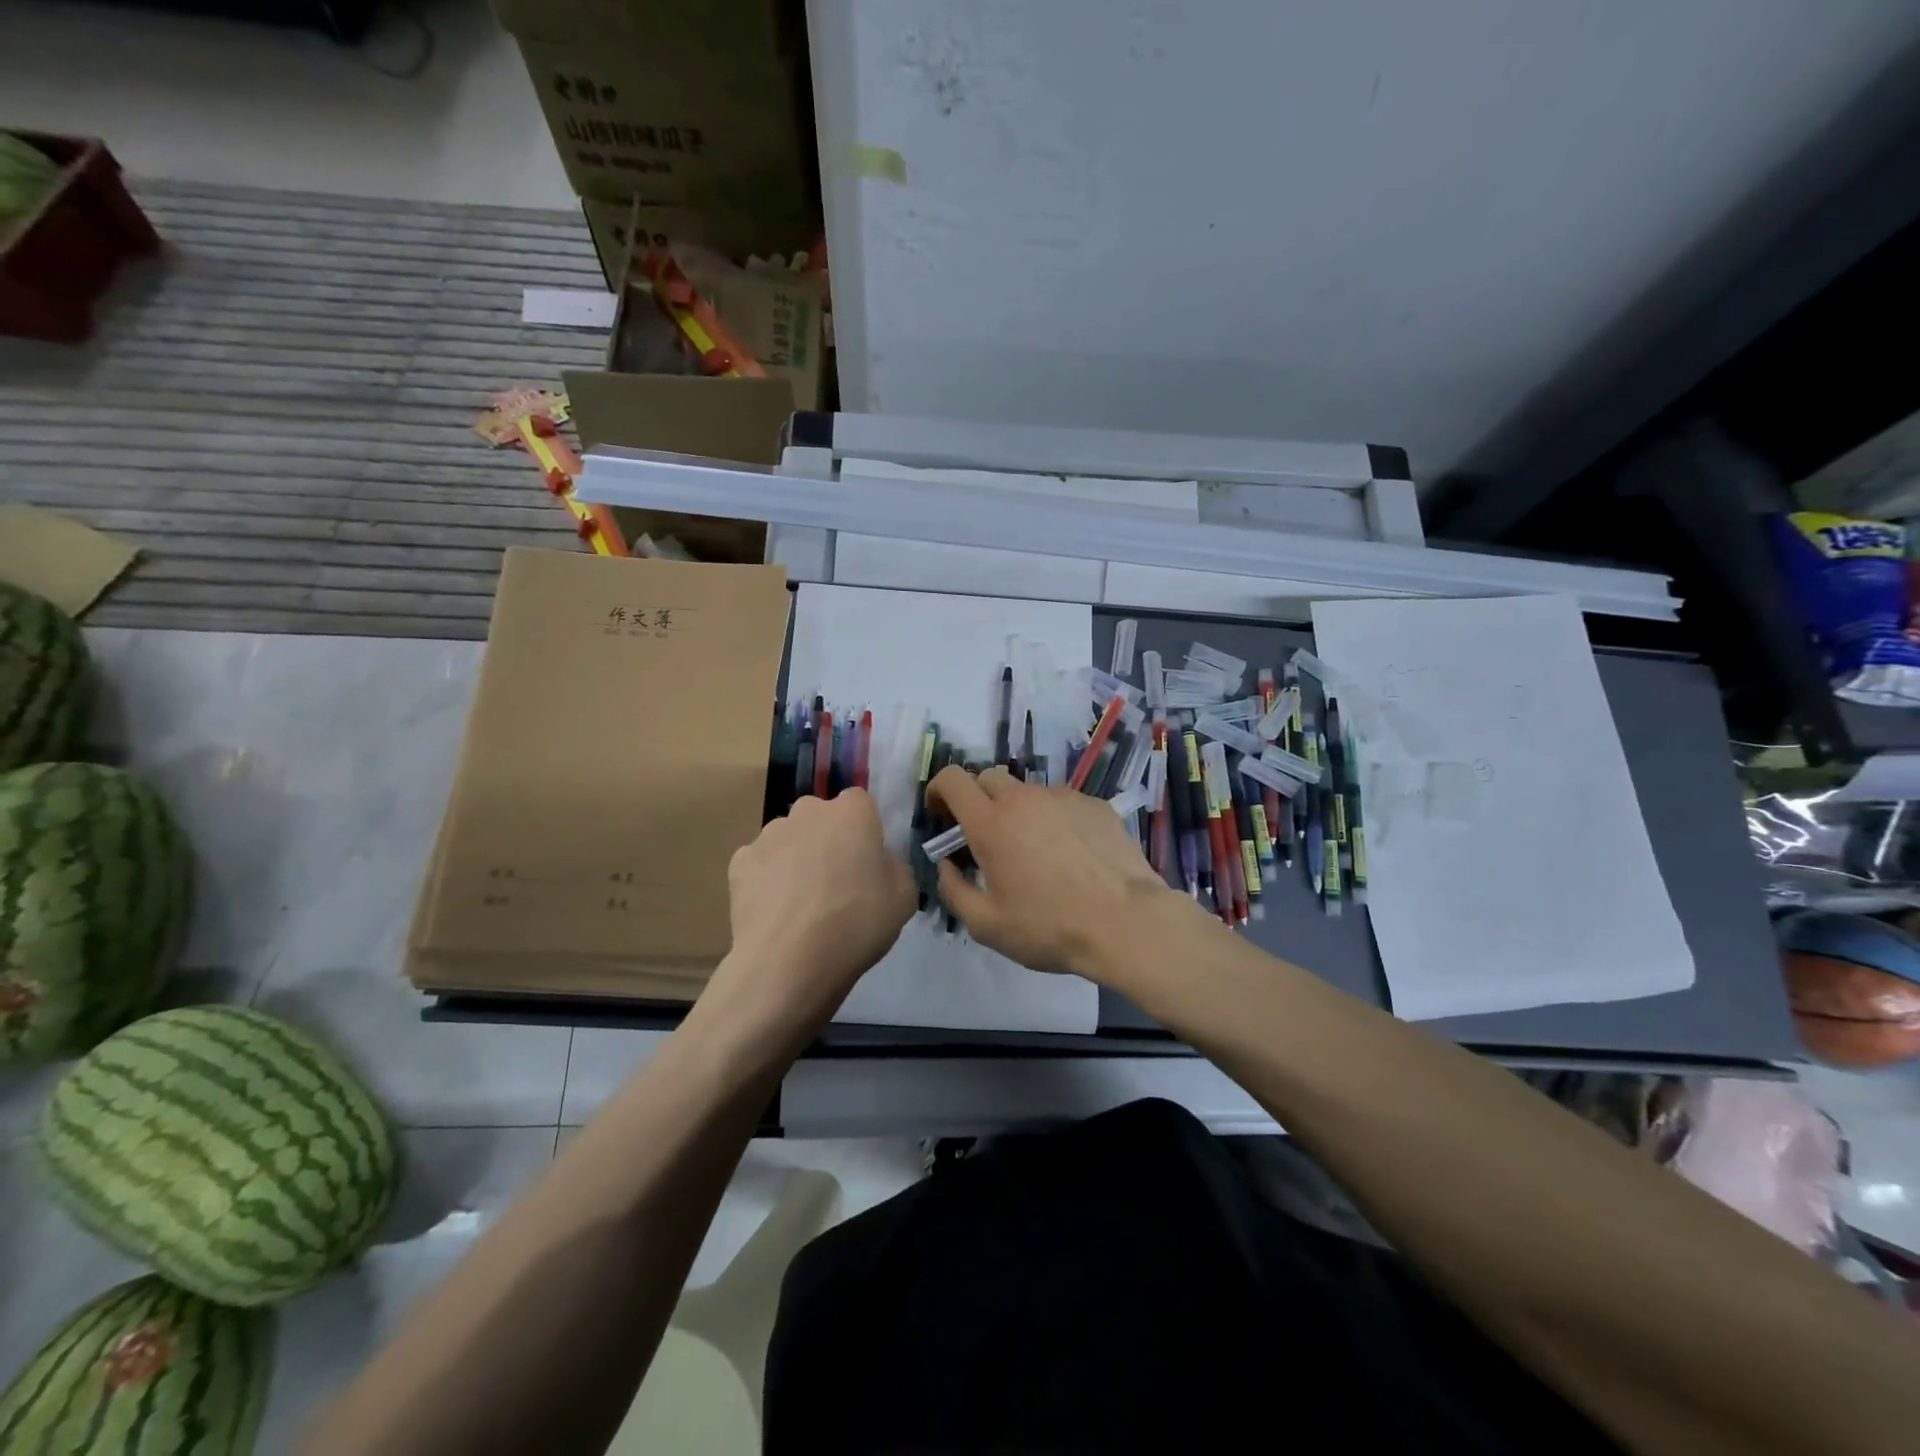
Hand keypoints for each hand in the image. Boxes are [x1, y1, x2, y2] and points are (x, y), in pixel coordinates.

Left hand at [709, 790, 915, 1036]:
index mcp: (851, 811)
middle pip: (821, 817)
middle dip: (828, 839)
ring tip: (802, 903)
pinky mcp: (739, 862)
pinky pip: (761, 864)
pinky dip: (768, 880)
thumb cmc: (856, 922)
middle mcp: (808, 811)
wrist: (788, 962)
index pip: (861, 803)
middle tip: (837, 881)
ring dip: (796, 858)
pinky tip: (776, 912)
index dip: (864, 829)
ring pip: (789, 839)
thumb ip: (895, 867)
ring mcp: (768, 834)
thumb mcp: (904, 897)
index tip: (868, 860)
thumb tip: (881, 864)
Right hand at [927, 765, 1176, 979]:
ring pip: (1028, 791)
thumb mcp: (987, 925)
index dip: (939, 789)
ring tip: (1034, 852)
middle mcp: (1024, 799)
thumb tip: (947, 865)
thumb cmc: (1049, 927)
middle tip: (984, 835)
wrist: (1126, 922)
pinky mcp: (1095, 804)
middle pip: (988, 777)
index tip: (940, 813)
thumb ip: (954, 891)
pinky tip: (1070, 854)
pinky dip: (1054, 819)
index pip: (953, 779)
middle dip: (977, 799)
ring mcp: (1063, 797)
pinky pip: (1062, 803)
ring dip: (1018, 811)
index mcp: (991, 823)